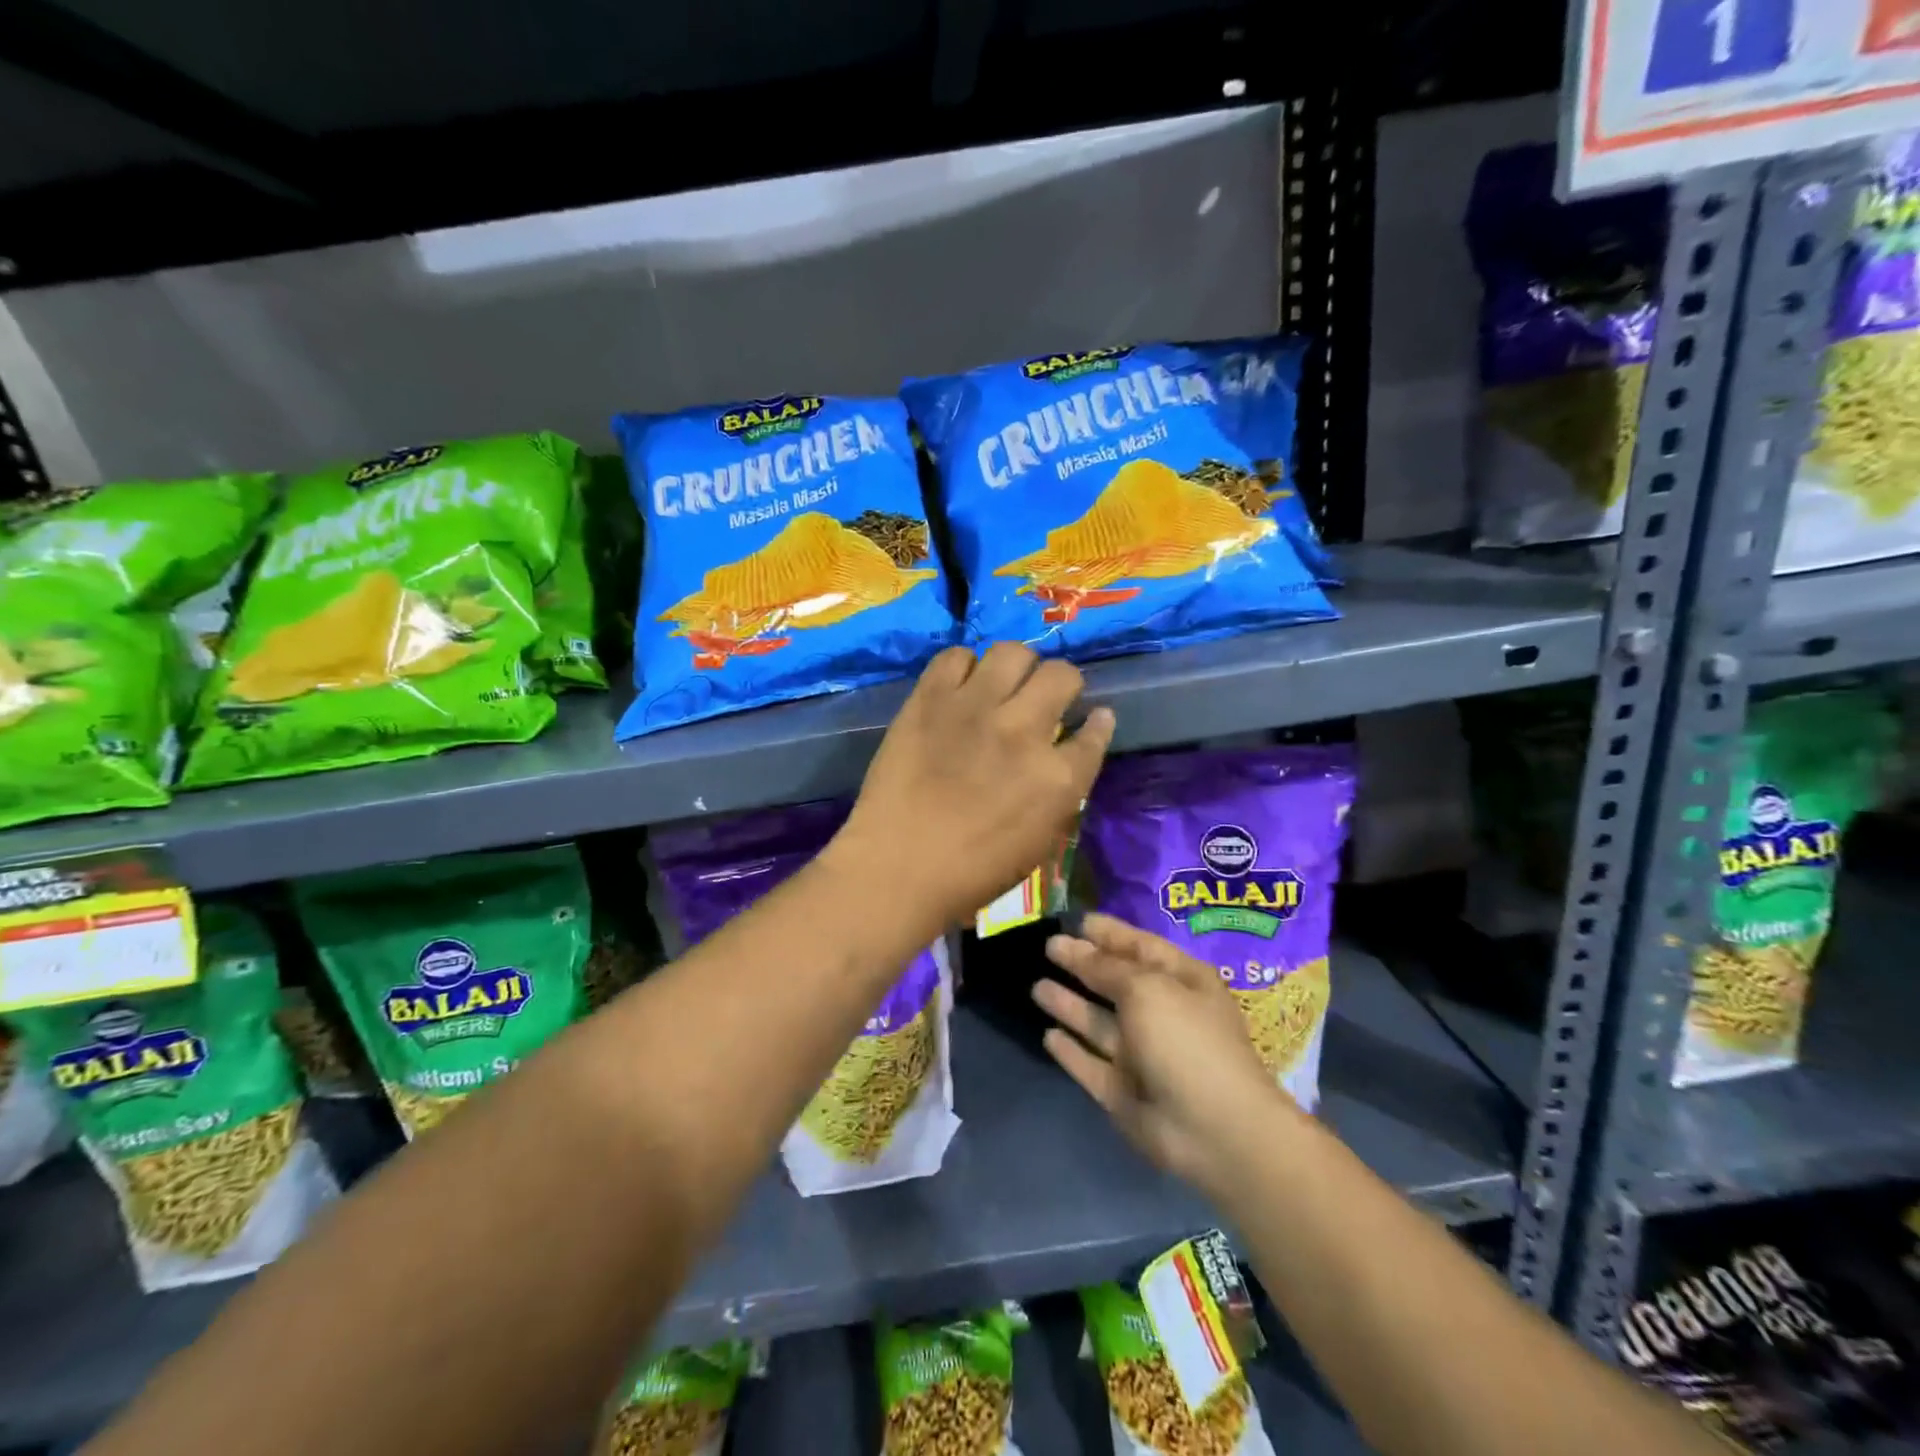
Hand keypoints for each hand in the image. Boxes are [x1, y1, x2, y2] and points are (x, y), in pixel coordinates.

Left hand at [833, 643, 1113, 931]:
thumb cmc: (972, 872)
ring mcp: (976, 707)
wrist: (898, 868)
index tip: (1093, 717)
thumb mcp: (1039, 843)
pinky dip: (963, 668)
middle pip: (1062, 675)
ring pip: (1013, 652)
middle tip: (1044, 699)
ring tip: (1003, 685)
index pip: (1095, 732)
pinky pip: (956, 656)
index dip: (1098, 722)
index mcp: (1058, 777)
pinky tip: (959, 689)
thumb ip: (1061, 794)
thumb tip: (1070, 755)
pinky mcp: (931, 698)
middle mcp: (1024, 730)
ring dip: (1017, 667)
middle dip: (1062, 684)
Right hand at [1034, 912, 1299, 1194]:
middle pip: (1115, 983)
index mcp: (1181, 982)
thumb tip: (1073, 946)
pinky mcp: (1123, 1092)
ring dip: (1070, 1004)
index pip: (1139, 946)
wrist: (1214, 1131)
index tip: (1075, 920)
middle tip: (1047, 946)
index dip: (1109, 932)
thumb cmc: (1186, 1041)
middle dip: (1083, 965)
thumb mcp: (1147, 988)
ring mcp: (1142, 1056)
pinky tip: (1048, 1035)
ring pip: (1098, 1023)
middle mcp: (1161, 1014)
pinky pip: (1090, 1064)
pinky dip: (1071, 1052)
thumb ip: (1106, 967)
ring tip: (1036, 986)